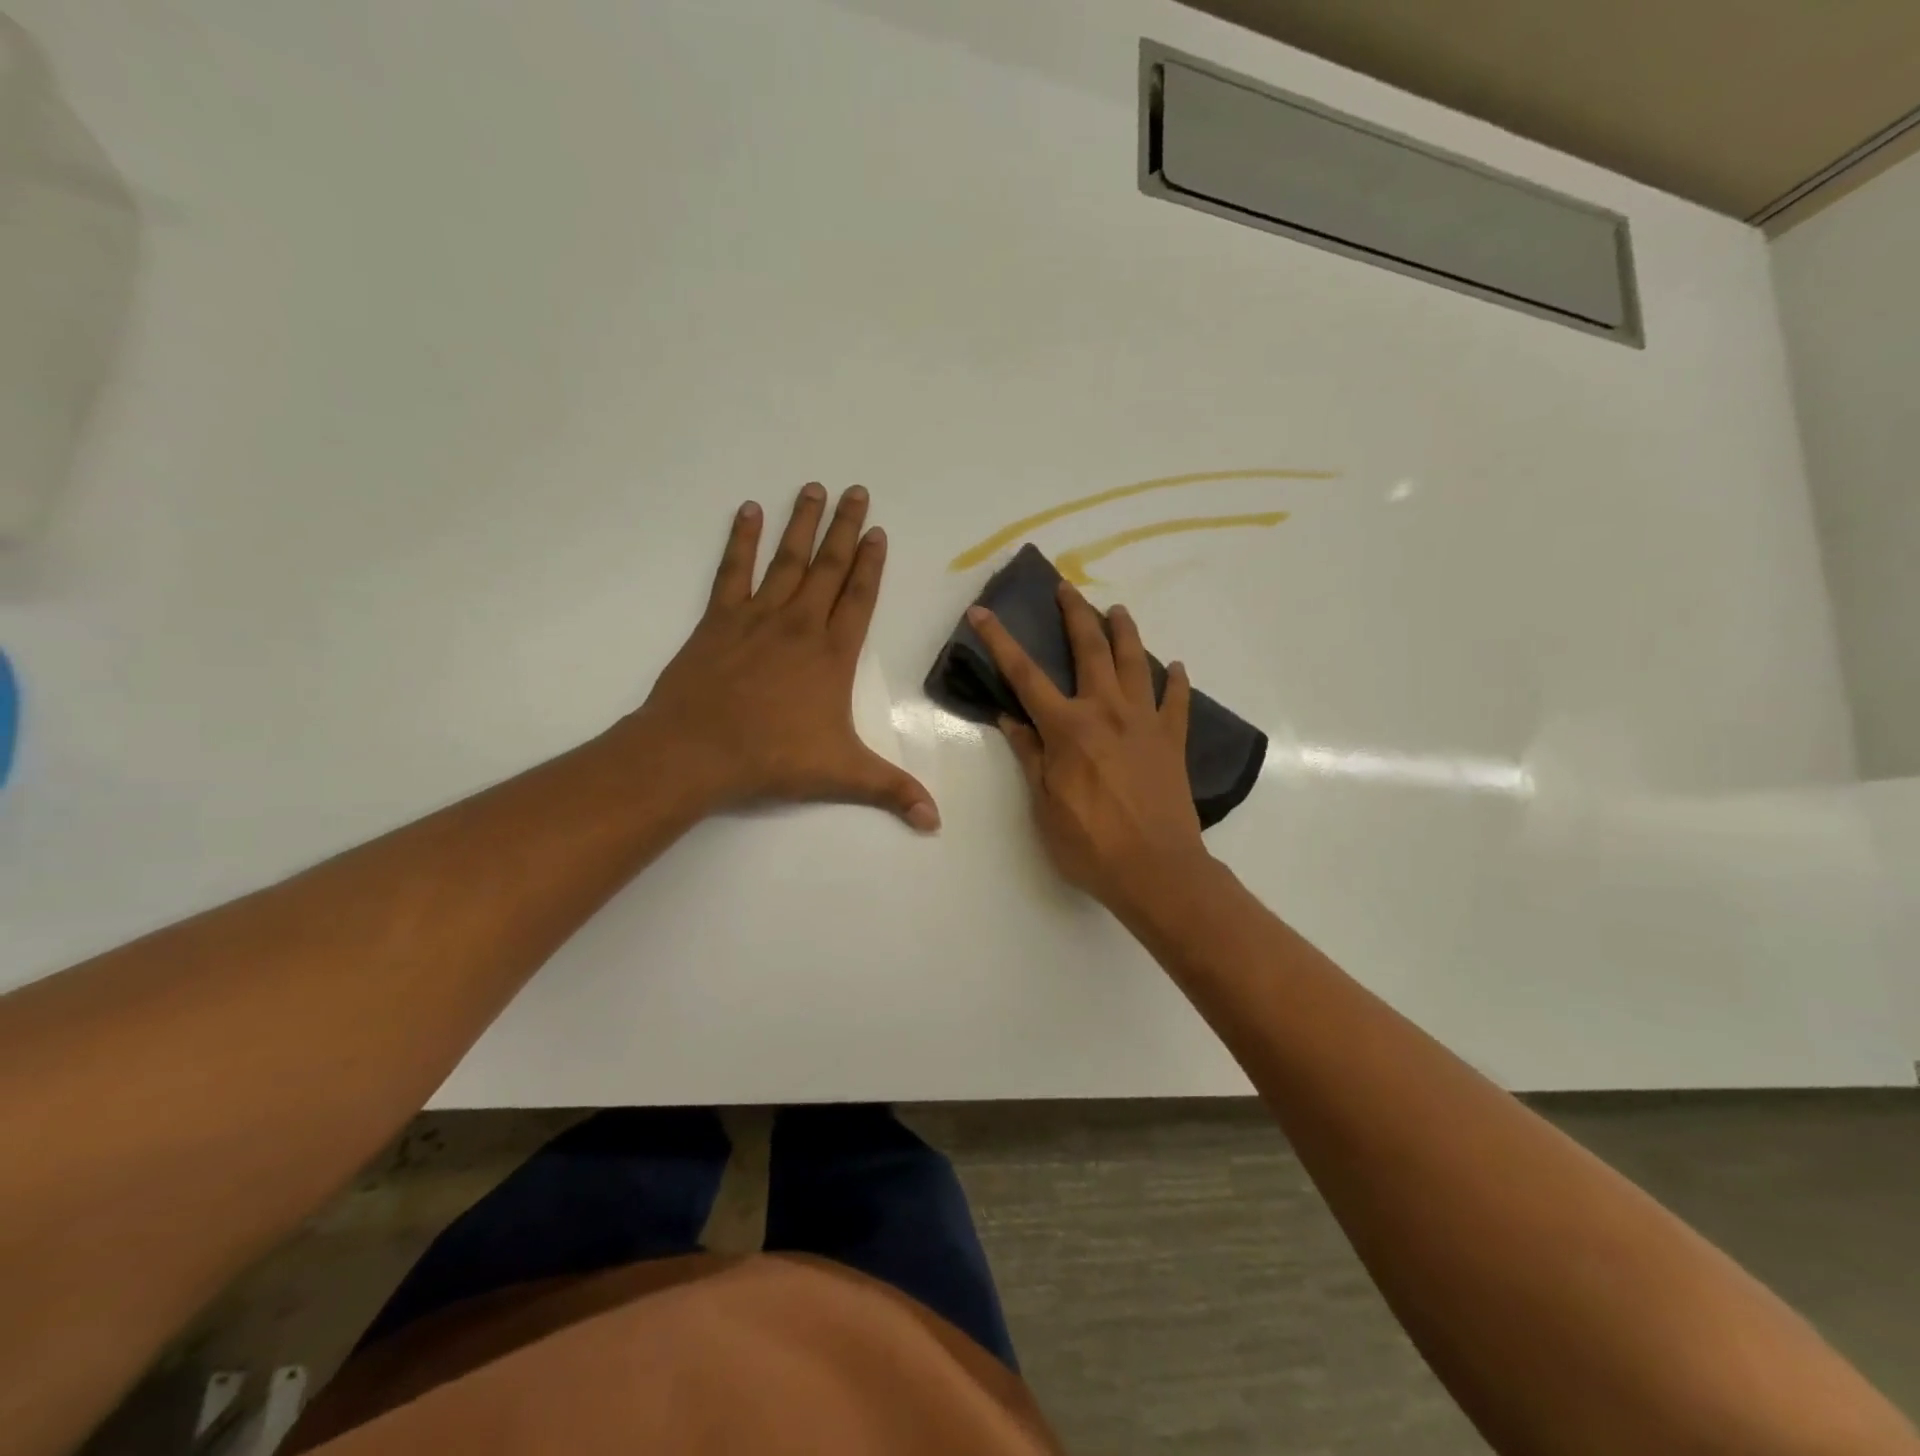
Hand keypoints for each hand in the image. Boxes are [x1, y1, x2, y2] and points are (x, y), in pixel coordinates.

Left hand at [625, 484, 938, 830]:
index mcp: (832, 655)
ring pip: (787, 560)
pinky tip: (748, 512)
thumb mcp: (842, 775)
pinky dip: (741, 540)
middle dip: (845, 528)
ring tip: (813, 487)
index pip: (860, 598)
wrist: (698, 751)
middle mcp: (800, 625)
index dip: (871, 564)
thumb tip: (936, 821)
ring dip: (802, 524)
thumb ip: (892, 790)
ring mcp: (758, 617)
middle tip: (856, 490)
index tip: (878, 530)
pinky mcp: (719, 620)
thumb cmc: (773, 758)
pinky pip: (733, 571)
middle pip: (828, 567)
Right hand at [968, 582, 1207, 908]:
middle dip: (1075, 614)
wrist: (1156, 870)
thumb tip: (1010, 718)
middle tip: (1066, 588)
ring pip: (1135, 663)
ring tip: (1117, 610)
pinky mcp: (1172, 741)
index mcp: (1067, 727)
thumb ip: (1030, 755)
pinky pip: (1177, 701)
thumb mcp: (1044, 804)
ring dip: (1125, 632)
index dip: (1001, 641)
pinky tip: (1175, 667)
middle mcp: (1106, 712)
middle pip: (1089, 650)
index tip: (982, 612)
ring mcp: (1145, 723)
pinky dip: (1176, 681)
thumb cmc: (1090, 844)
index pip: (1025, 675)